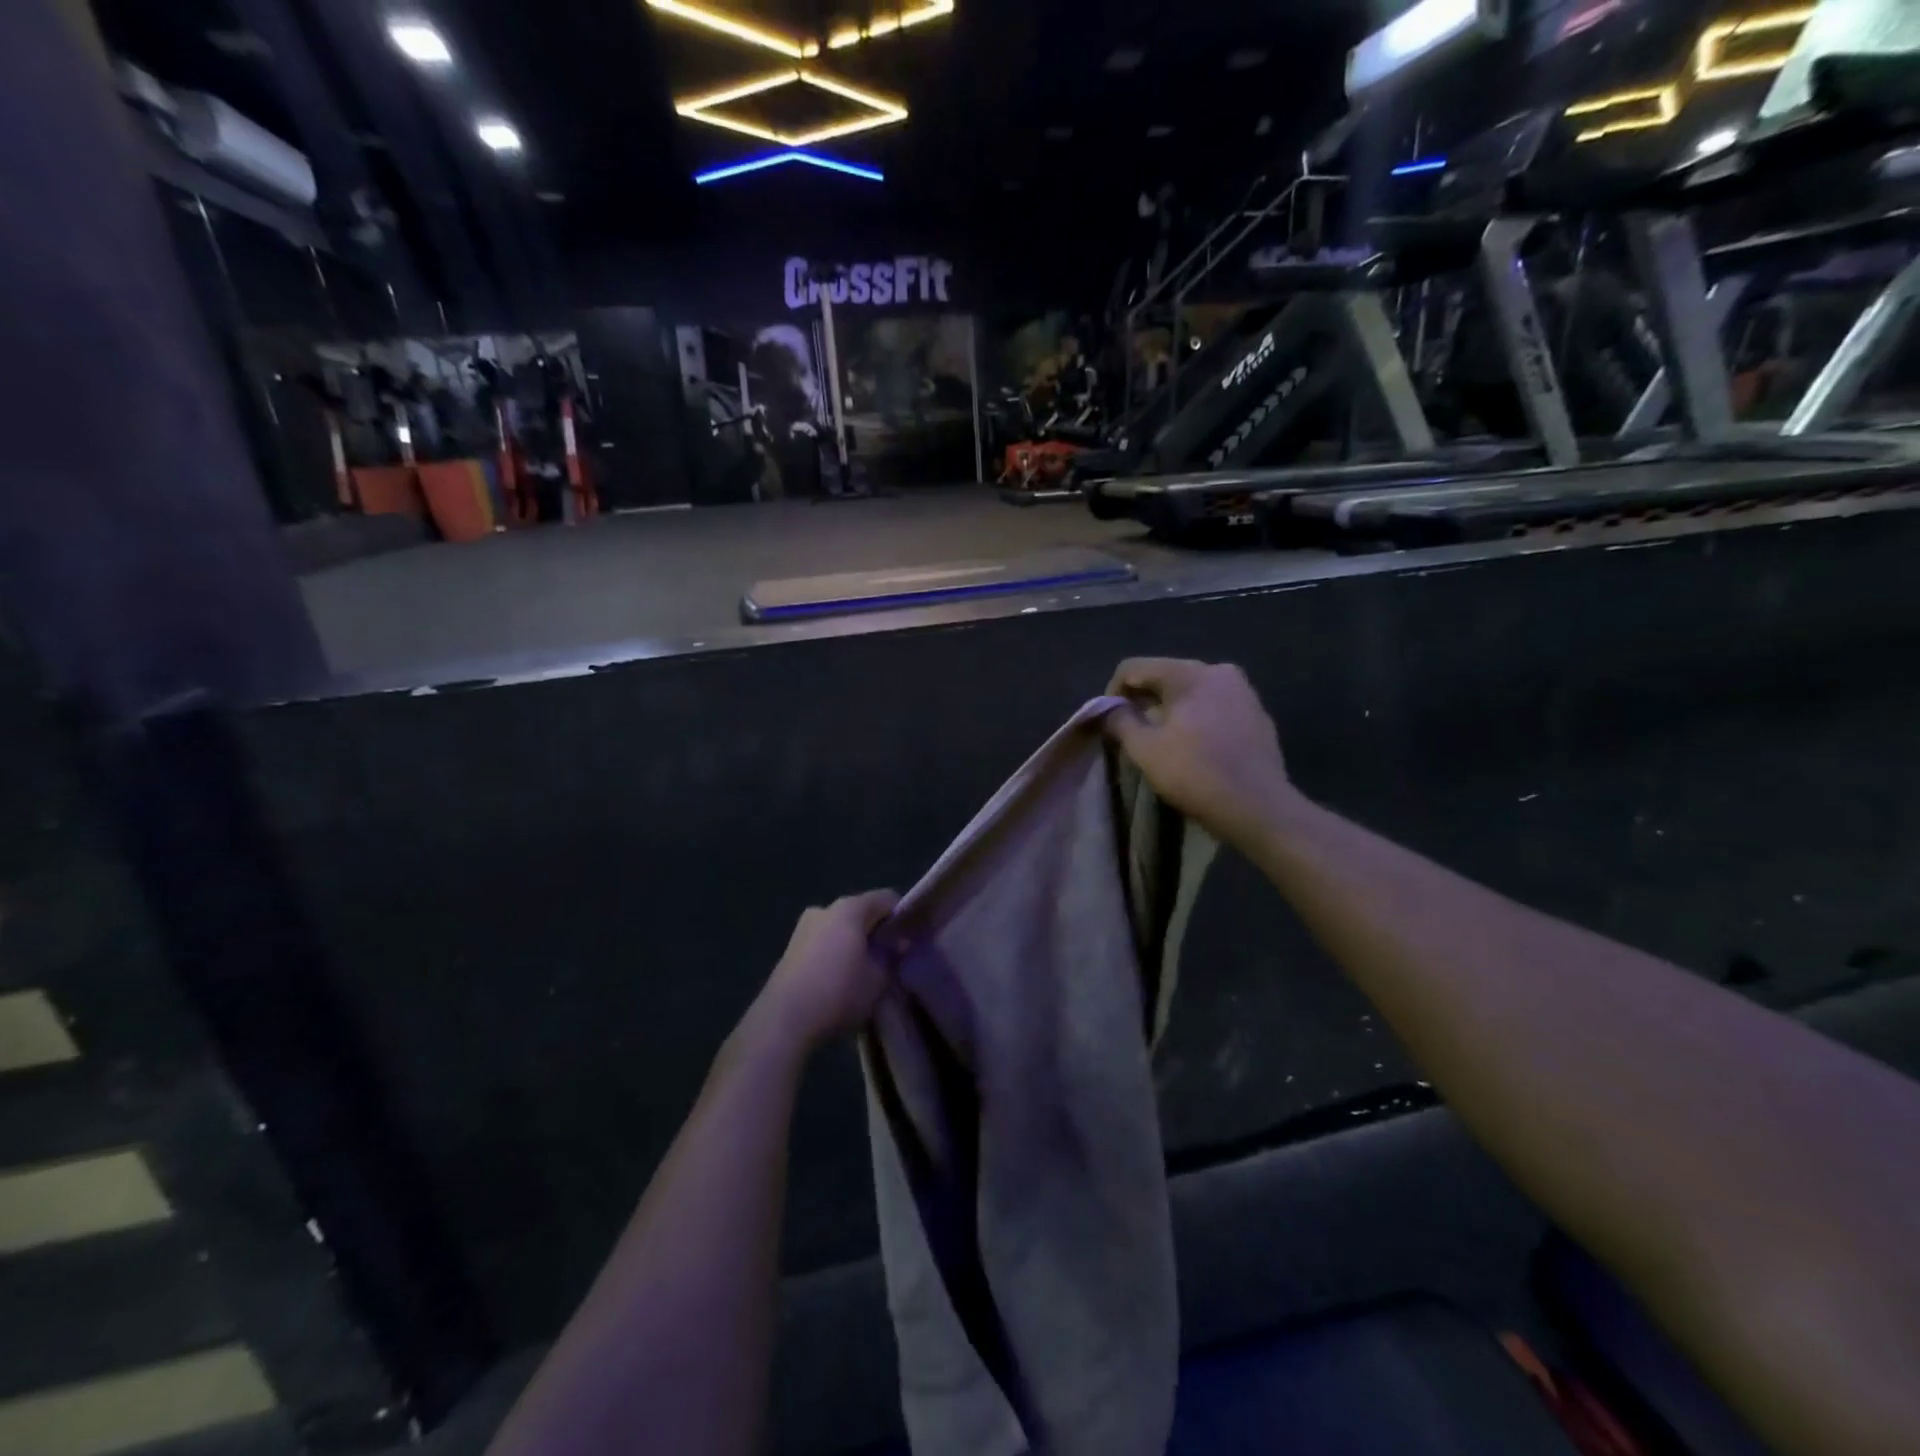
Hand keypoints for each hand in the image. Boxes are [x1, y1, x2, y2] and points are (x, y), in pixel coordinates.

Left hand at [754, 891, 899, 1051]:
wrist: (783, 1021)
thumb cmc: (838, 992)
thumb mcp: (878, 979)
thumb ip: (892, 956)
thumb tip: (899, 942)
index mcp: (849, 908)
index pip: (887, 899)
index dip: (903, 916)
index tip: (910, 939)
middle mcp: (824, 909)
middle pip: (861, 912)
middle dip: (877, 931)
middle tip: (890, 957)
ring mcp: (803, 927)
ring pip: (840, 928)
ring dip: (855, 943)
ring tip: (865, 971)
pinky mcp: (790, 949)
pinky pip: (823, 942)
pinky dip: (836, 952)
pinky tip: (840, 979)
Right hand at [1105, 659, 1295, 849]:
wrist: (1258, 807)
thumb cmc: (1195, 774)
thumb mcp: (1144, 750)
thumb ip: (1120, 721)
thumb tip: (1111, 710)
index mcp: (1189, 673)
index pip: (1134, 667)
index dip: (1112, 692)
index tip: (1109, 722)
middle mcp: (1219, 671)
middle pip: (1165, 675)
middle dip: (1143, 700)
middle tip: (1132, 732)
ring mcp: (1243, 691)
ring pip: (1192, 691)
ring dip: (1171, 709)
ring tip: (1163, 740)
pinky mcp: (1257, 714)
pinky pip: (1215, 706)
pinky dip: (1198, 718)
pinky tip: (1195, 746)